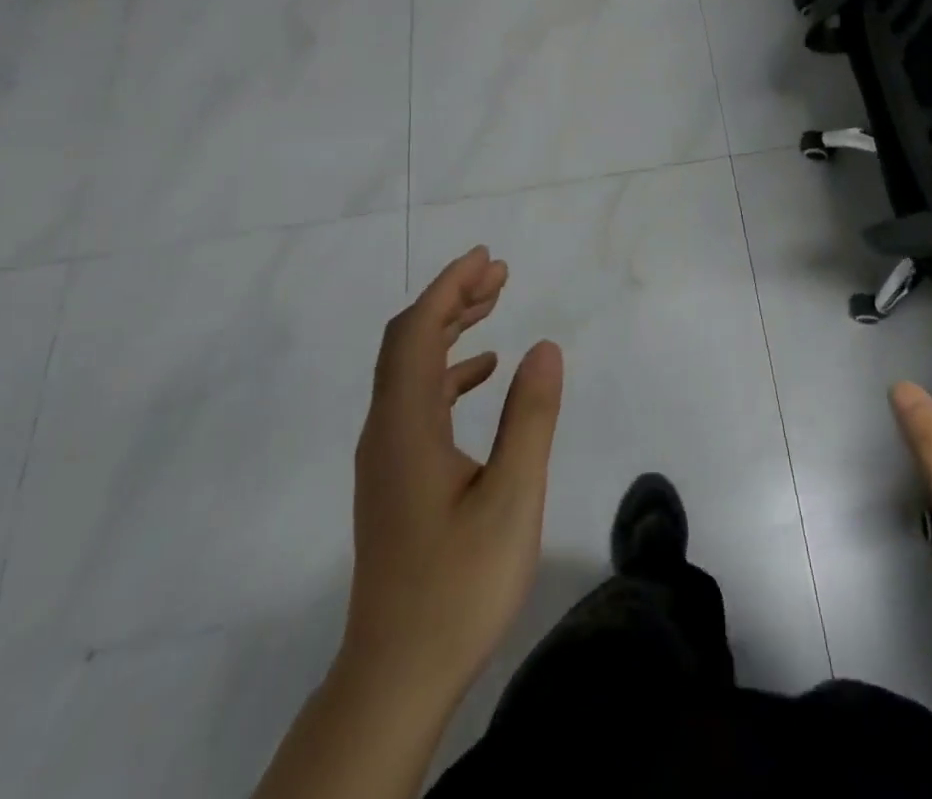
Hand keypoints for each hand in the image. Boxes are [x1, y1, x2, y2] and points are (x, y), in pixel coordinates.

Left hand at [341, 247, 564, 700]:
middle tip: (497, 273)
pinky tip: (482, 373)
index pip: (417, 332)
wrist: (397, 674)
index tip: (486, 258)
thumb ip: (530, 417)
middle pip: (408, 342)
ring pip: (411, 369)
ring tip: (493, 306)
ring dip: (449, 330)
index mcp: (406, 426)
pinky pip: (417, 400)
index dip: (449, 287)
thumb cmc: (458, 585)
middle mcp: (386, 430)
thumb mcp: (512, 498)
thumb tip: (545, 346)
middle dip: (451, 298)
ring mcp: (386, 456)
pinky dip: (449, 371)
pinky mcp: (395, 477)